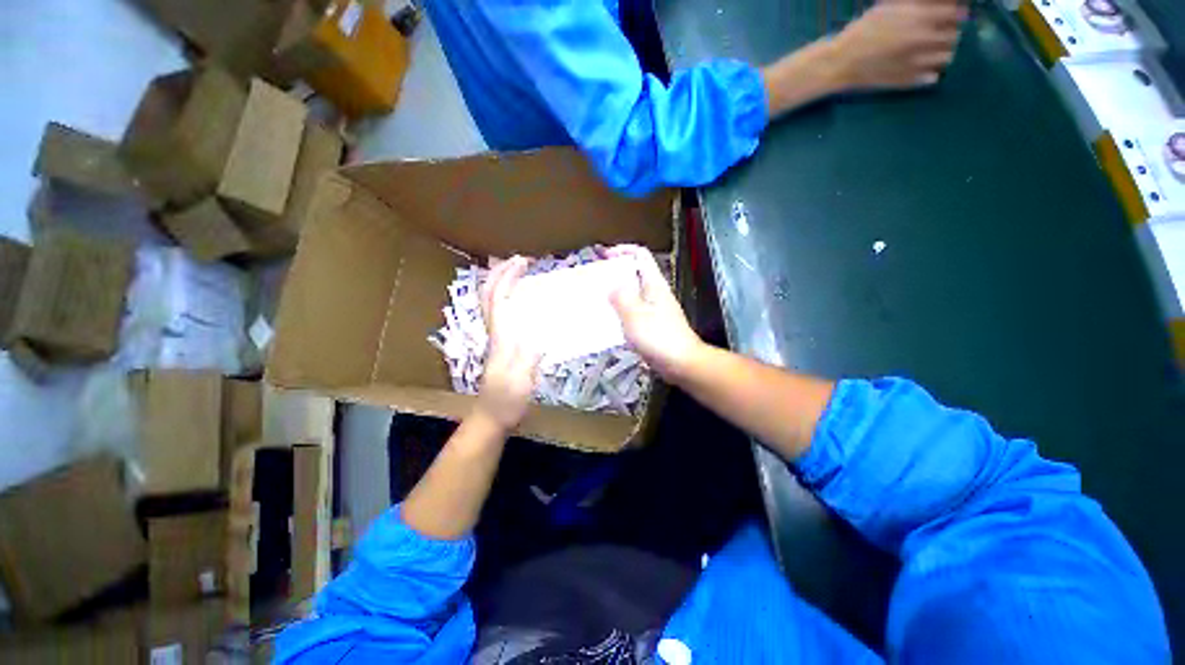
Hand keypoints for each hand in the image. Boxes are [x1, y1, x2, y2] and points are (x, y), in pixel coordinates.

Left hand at [474, 256, 540, 430]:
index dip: (507, 276)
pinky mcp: (502, 345)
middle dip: (501, 272)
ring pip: (493, 302)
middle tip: (521, 260)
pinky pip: (503, 313)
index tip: (523, 261)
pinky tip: (524, 299)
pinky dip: (510, 298)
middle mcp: (496, 331)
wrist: (492, 417)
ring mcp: (497, 338)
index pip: (498, 298)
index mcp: (501, 336)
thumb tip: (540, 333)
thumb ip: (528, 358)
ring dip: (502, 282)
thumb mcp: (520, 381)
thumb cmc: (507, 401)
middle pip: (489, 294)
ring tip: (521, 271)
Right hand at [607, 245, 702, 380]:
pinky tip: (608, 321)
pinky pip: (633, 312)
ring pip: (632, 294)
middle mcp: (655, 292)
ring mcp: (655, 309)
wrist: (681, 363)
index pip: (641, 255)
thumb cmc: (658, 336)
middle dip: (615, 273)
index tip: (604, 256)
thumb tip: (611, 285)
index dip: (623, 250)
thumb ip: (621, 297)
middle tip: (594, 281)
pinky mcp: (652, 325)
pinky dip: (620, 312)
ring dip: (616, 294)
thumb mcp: (635, 314)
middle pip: (635, 274)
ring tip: (596, 300)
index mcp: (653, 284)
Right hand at [833, 0, 966, 89]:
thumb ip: (918, 4)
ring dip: (941, 51)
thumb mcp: (890, 6)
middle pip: (954, 35)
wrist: (840, 63)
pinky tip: (920, 65)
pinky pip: (934, 76)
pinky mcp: (910, 81)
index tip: (946, 13)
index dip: (953, 12)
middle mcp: (924, 41)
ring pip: (947, 56)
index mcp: (920, 19)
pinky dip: (932, 69)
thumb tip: (944, 5)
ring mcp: (918, 64)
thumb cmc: (864, 30)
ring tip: (927, 49)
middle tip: (934, 31)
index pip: (956, 12)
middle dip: (947, 31)